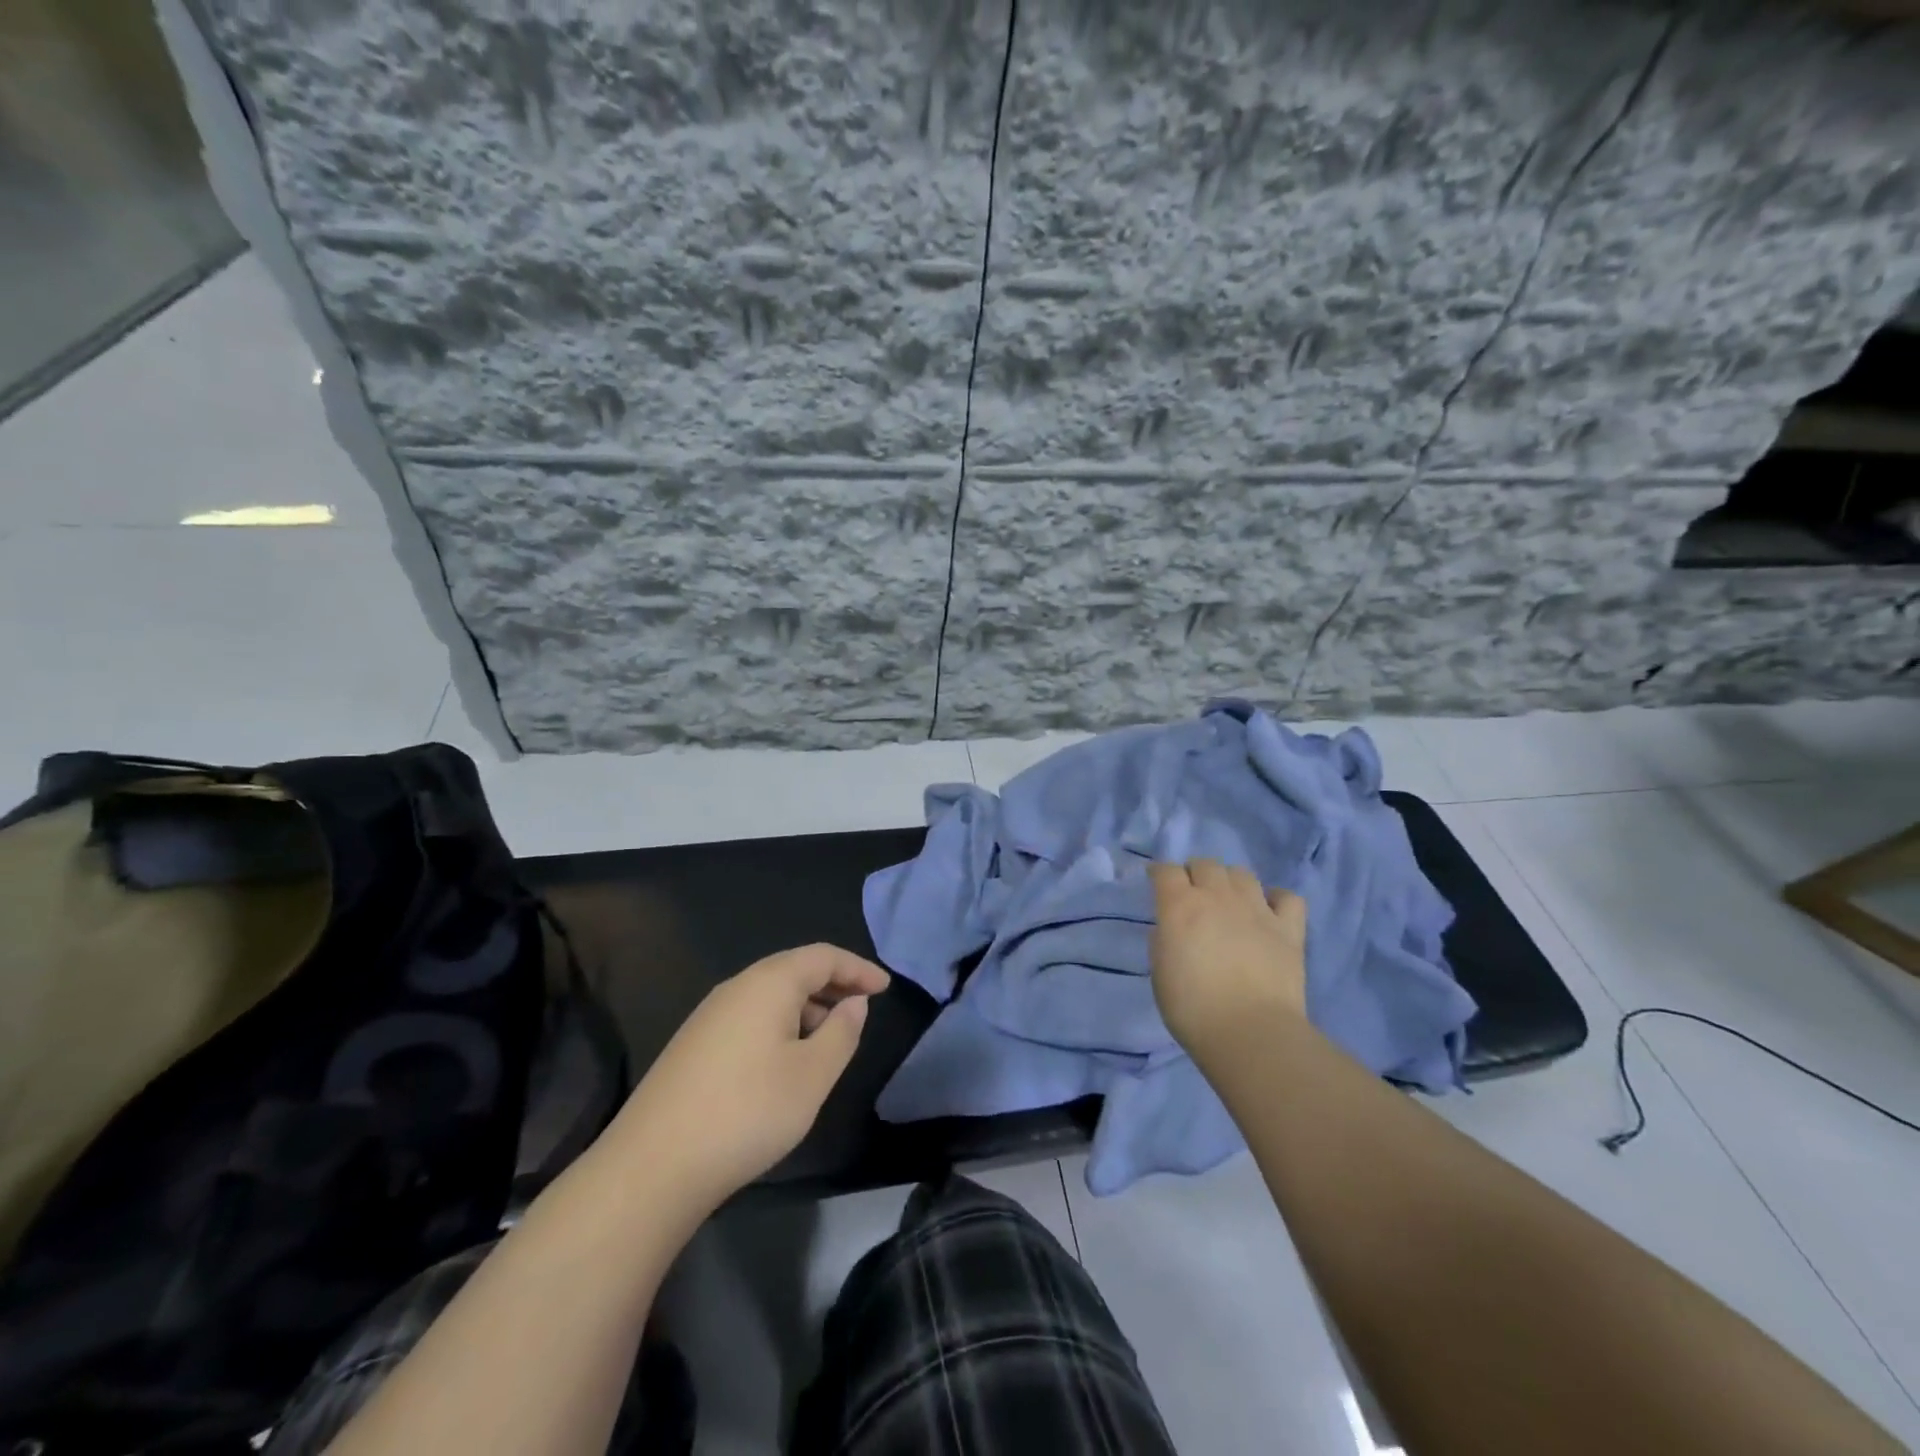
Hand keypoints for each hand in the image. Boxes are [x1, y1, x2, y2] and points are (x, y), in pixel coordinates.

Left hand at [606, 944, 888, 1212]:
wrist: (653, 1166)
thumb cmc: (748, 1112)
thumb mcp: (812, 1076)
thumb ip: (842, 1033)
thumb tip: (854, 1003)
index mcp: (769, 983)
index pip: (823, 957)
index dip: (858, 968)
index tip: (885, 987)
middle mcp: (737, 987)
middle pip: (794, 970)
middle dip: (833, 984)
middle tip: (863, 1007)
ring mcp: (709, 1015)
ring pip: (770, 995)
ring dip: (807, 1006)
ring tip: (830, 1038)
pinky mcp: (694, 1044)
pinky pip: (750, 1016)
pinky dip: (780, 1024)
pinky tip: (786, 1060)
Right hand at [1149, 859, 1307, 1056]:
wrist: (1251, 1033)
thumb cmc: (1193, 1009)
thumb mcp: (1160, 973)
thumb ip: (1164, 941)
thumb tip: (1172, 928)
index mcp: (1180, 906)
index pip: (1166, 870)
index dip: (1159, 874)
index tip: (1157, 884)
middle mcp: (1218, 897)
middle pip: (1205, 864)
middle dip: (1195, 874)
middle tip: (1192, 895)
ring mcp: (1257, 909)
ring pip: (1242, 873)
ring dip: (1230, 882)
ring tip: (1229, 901)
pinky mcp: (1289, 928)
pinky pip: (1287, 897)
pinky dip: (1276, 899)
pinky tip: (1268, 913)